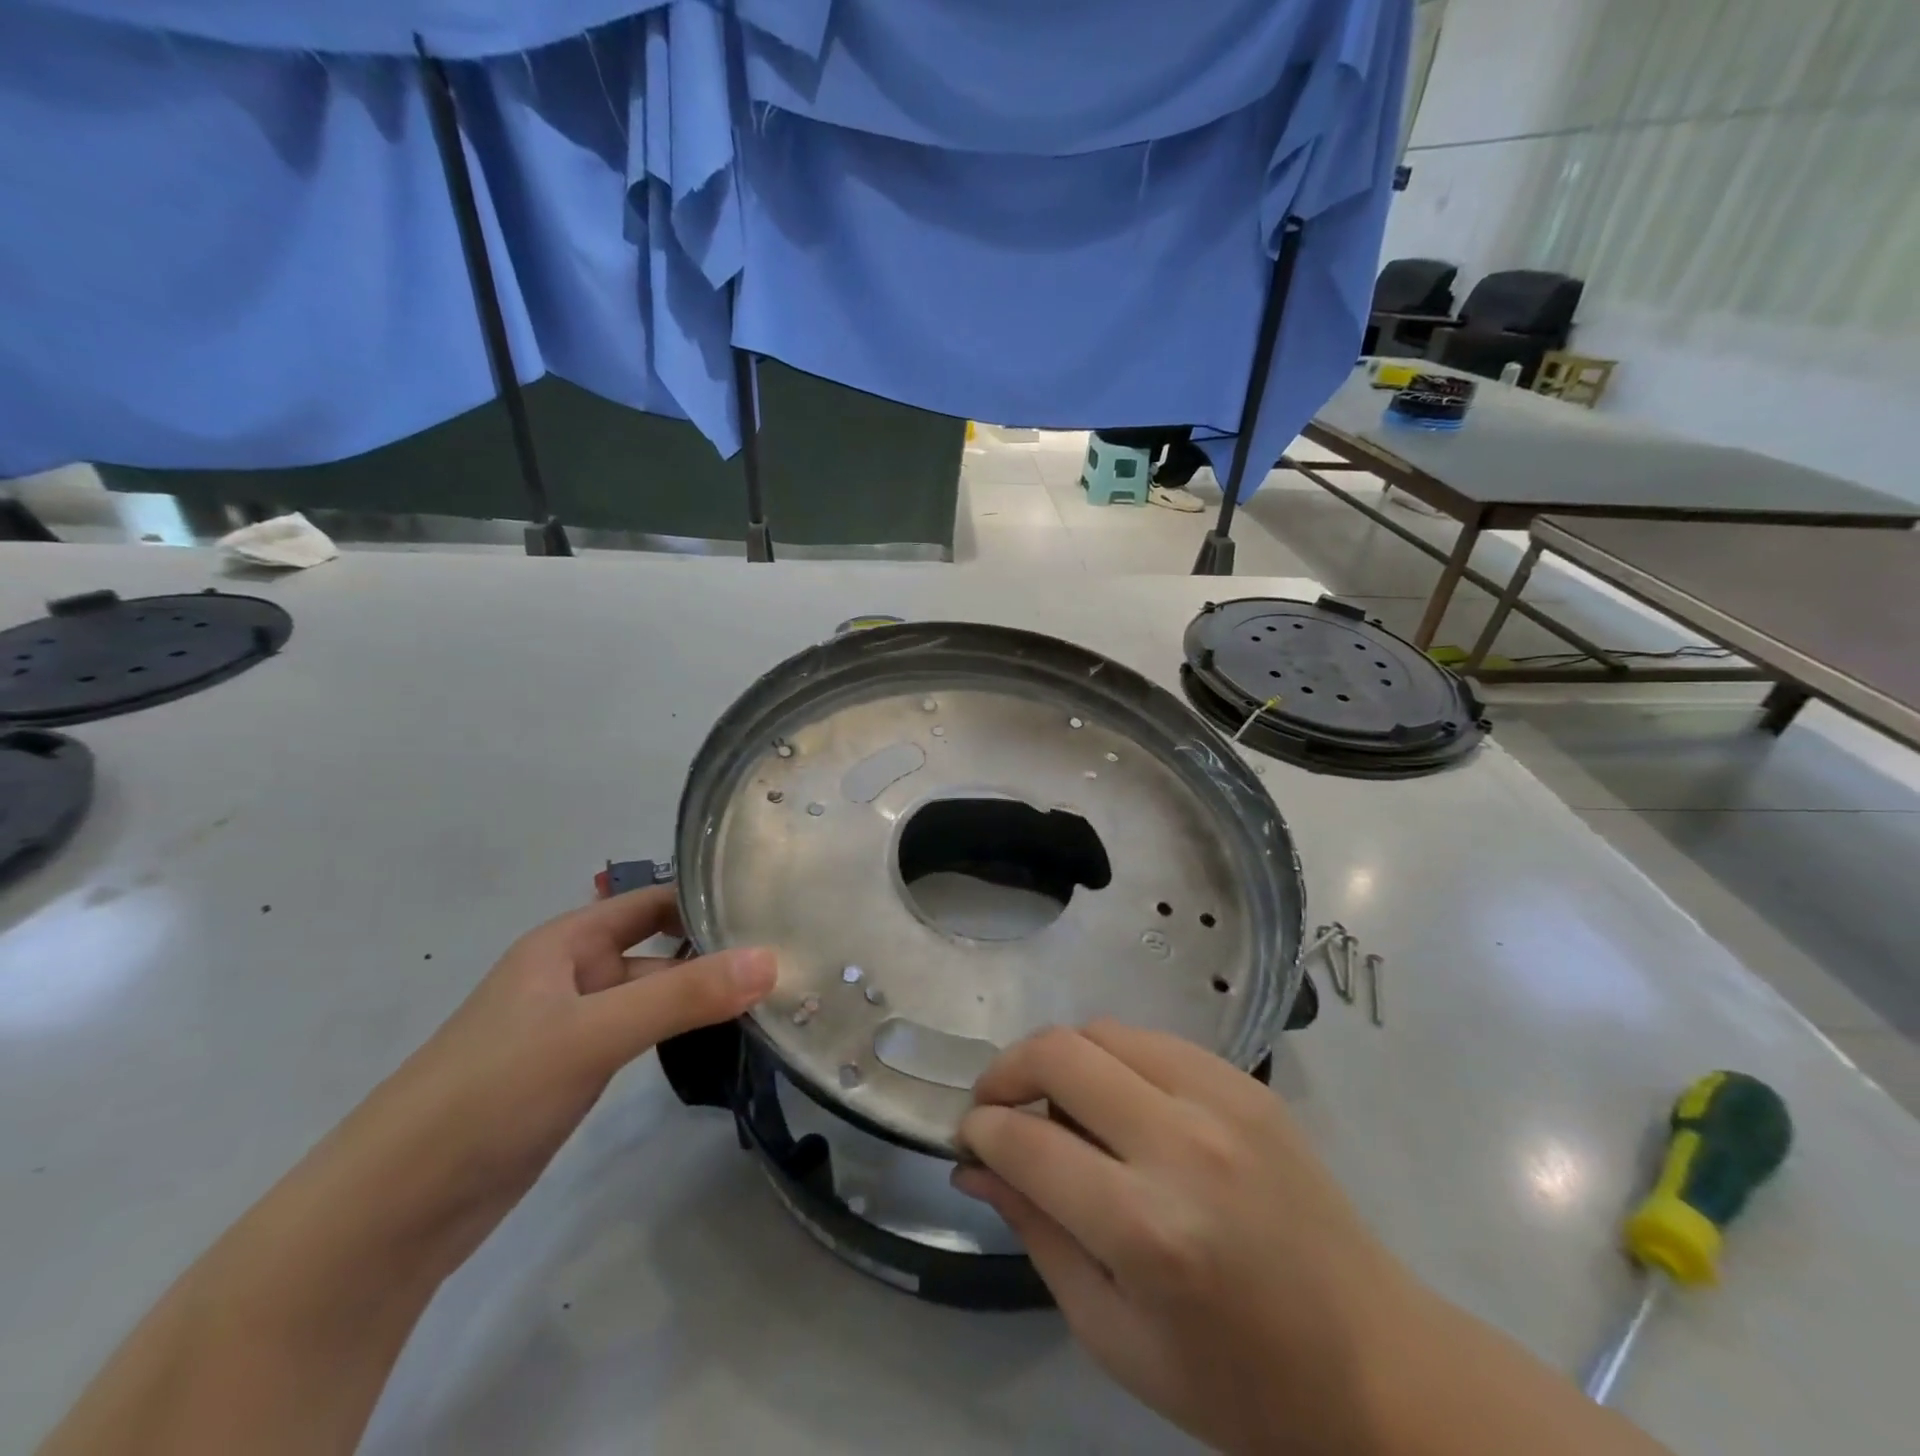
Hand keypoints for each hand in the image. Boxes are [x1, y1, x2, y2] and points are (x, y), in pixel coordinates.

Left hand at [341, 887, 776, 1254]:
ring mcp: (576, 1026)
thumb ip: (683, 996)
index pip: (654, 899)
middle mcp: (575, 973)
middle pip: (660, 946)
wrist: (392, 1213)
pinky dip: (682, 1030)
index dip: (708, 895)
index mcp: (568, 942)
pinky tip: (725, 1037)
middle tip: (793, 952)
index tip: (774, 901)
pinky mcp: (577, 1073)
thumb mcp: (592, 1033)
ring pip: (655, 994)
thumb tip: (773, 960)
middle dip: (718, 948)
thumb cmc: (489, 1092)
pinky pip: (643, 1035)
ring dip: (704, 993)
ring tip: (776, 992)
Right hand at [954, 1021, 1417, 1455]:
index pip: (1029, 1142)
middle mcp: (1183, 1145)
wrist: (1376, 1364)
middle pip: (1060, 1053)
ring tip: (1053, 1101)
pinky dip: (1112, 1056)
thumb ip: (1037, 1234)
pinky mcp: (1247, 1082)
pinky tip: (1114, 1099)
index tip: (967, 1135)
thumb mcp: (1114, 1336)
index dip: (982, 1129)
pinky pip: (1152, 1040)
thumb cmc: (1236, 1382)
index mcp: (1148, 1231)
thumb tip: (975, 1163)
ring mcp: (1222, 1100)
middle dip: (1007, 1070)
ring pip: (1103, 1030)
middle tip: (995, 1105)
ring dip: (1059, 1056)